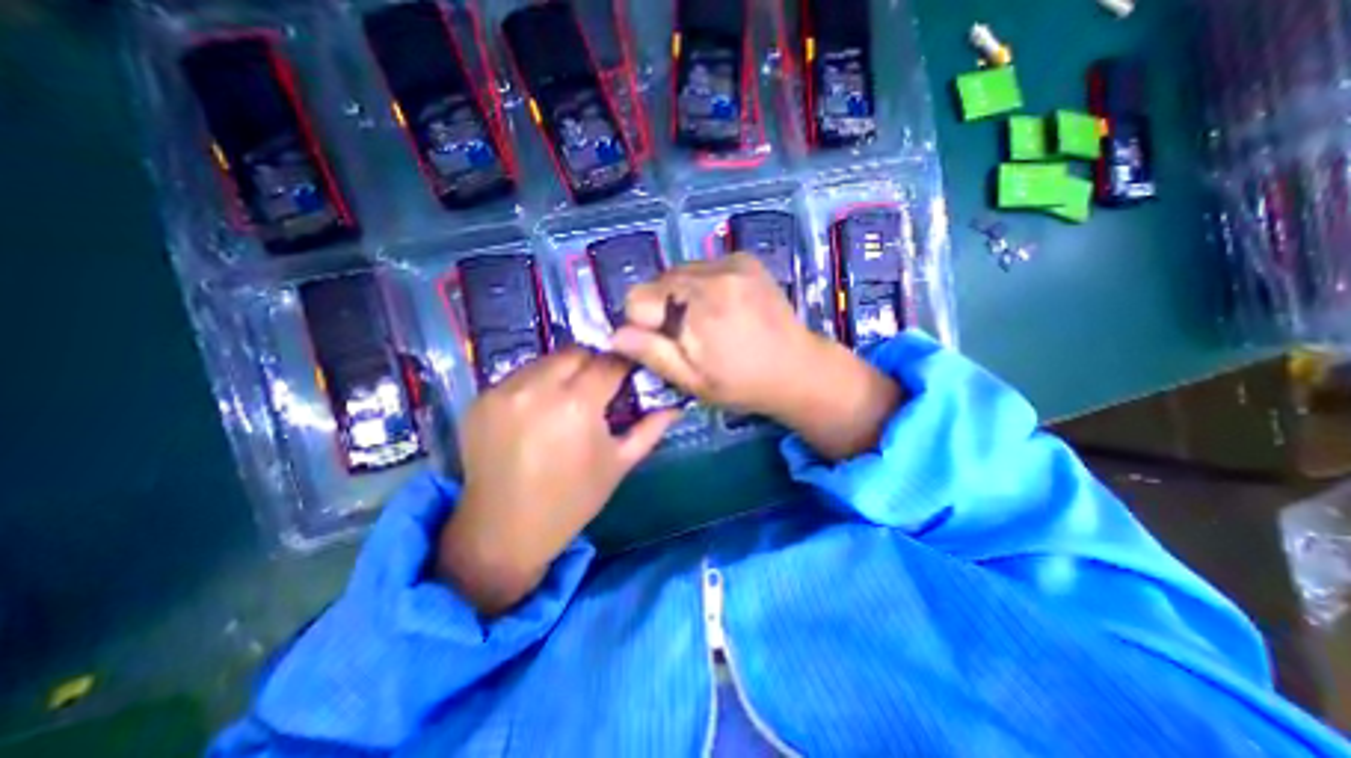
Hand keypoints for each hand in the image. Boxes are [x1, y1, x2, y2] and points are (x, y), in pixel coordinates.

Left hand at [440, 348, 682, 615]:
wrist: (504, 532)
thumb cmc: (572, 500)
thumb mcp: (619, 464)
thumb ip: (650, 429)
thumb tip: (677, 406)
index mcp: (577, 405)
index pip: (609, 362)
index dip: (624, 365)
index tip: (630, 374)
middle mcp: (537, 388)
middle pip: (576, 352)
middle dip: (593, 364)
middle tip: (598, 389)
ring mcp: (503, 391)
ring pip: (545, 360)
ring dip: (563, 372)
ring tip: (567, 400)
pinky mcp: (480, 399)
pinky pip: (518, 377)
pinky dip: (535, 385)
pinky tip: (538, 412)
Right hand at [608, 257, 817, 417]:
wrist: (798, 369)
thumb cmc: (743, 384)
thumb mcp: (692, 381)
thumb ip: (652, 354)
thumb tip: (614, 335)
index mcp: (698, 306)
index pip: (637, 299)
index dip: (643, 325)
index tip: (666, 343)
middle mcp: (713, 273)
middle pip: (658, 282)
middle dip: (663, 309)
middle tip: (689, 336)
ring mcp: (732, 261)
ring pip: (679, 272)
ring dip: (681, 295)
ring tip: (708, 322)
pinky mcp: (745, 259)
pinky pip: (703, 267)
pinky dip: (702, 285)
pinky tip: (722, 307)